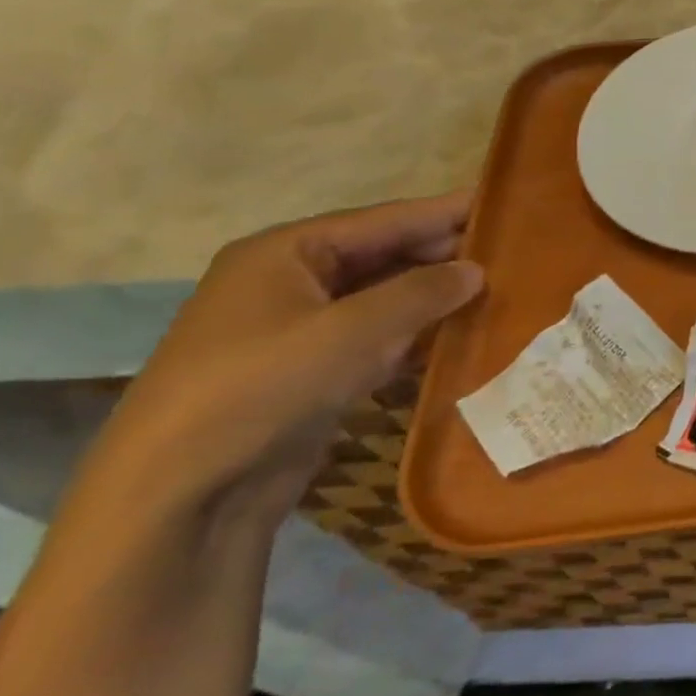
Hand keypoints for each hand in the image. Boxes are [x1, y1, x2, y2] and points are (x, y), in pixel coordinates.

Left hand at [91, 194, 483, 526]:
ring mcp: (300, 330)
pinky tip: (459, 340)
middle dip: (443, 258)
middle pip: (384, 257)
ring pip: (384, 301)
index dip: (444, 213)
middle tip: (512, 255)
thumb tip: (477, 269)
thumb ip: (422, 293)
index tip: (502, 204)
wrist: (183, 491)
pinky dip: (416, 338)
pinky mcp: (312, 373)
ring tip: (499, 294)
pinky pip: (377, 340)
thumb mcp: (353, 331)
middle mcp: (291, 282)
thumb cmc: (264, 386)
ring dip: (434, 300)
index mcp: (286, 253)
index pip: (383, 220)